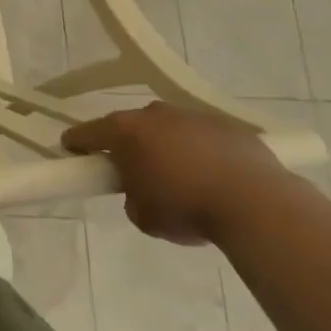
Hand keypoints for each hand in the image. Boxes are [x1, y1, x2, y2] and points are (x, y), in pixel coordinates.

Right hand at [62, 102, 285, 245]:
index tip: (73, 153)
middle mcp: (155, 114)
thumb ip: (131, 197)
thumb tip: (142, 190)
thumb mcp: (142, 216)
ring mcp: (194, 116)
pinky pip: (204, 137)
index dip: (76, 144)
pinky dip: (202, 152)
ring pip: (170, 129)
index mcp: (125, 131)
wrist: (257, 204)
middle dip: (129, 146)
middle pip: (131, 127)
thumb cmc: (186, 208)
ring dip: (168, 147)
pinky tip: (215, 178)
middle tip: (135, 173)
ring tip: (183, 178)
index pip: (86, 132)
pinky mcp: (229, 126)